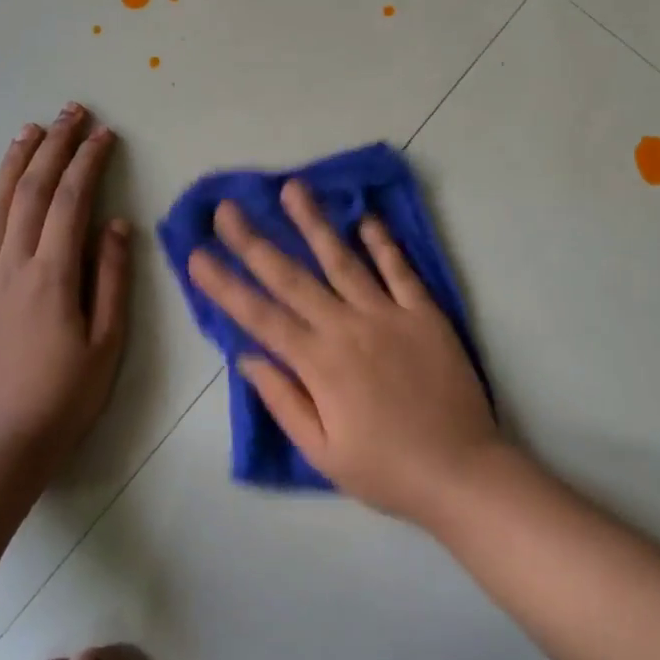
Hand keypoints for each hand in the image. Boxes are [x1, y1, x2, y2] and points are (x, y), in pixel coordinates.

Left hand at [0, 104, 130, 462]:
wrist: (2, 445)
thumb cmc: (66, 396)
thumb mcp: (108, 341)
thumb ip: (112, 278)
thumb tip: (117, 225)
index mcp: (54, 274)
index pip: (72, 201)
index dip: (89, 162)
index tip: (104, 134)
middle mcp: (13, 266)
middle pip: (32, 192)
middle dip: (54, 147)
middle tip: (71, 113)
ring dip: (12, 164)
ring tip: (29, 131)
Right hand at [187, 181, 502, 524]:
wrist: (462, 471)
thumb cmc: (386, 469)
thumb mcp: (323, 453)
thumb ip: (284, 401)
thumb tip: (247, 356)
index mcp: (319, 364)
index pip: (260, 316)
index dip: (225, 284)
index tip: (197, 254)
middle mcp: (347, 328)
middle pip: (293, 277)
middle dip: (255, 241)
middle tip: (227, 208)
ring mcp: (388, 314)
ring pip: (343, 260)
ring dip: (314, 223)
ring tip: (292, 188)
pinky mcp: (424, 313)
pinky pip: (399, 270)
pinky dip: (383, 242)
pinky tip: (366, 217)